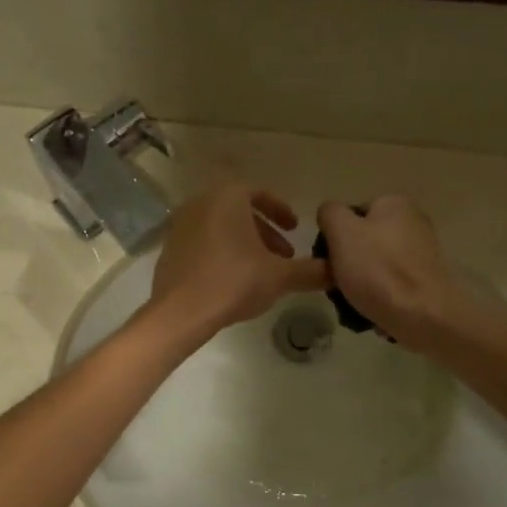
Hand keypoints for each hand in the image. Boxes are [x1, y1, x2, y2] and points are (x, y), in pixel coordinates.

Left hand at [145, 185, 328, 342]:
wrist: (180, 312)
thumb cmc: (233, 282)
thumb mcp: (279, 277)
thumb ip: (310, 271)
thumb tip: (337, 271)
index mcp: (228, 197)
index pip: (260, 194)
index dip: (282, 211)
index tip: (295, 229)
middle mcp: (200, 202)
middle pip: (239, 210)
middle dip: (265, 231)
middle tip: (284, 254)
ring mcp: (180, 225)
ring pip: (220, 227)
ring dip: (244, 243)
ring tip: (261, 270)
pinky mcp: (169, 249)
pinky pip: (202, 242)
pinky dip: (221, 252)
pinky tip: (232, 279)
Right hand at [316, 195, 474, 347]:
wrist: (423, 316)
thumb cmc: (378, 270)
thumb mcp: (342, 233)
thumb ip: (330, 214)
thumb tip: (329, 214)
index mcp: (394, 203)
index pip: (351, 215)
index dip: (335, 238)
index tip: (328, 262)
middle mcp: (414, 221)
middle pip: (365, 241)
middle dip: (348, 264)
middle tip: (337, 286)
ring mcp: (423, 252)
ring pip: (377, 266)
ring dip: (362, 284)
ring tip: (353, 305)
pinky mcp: (427, 281)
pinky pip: (393, 286)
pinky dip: (381, 297)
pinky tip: (374, 312)